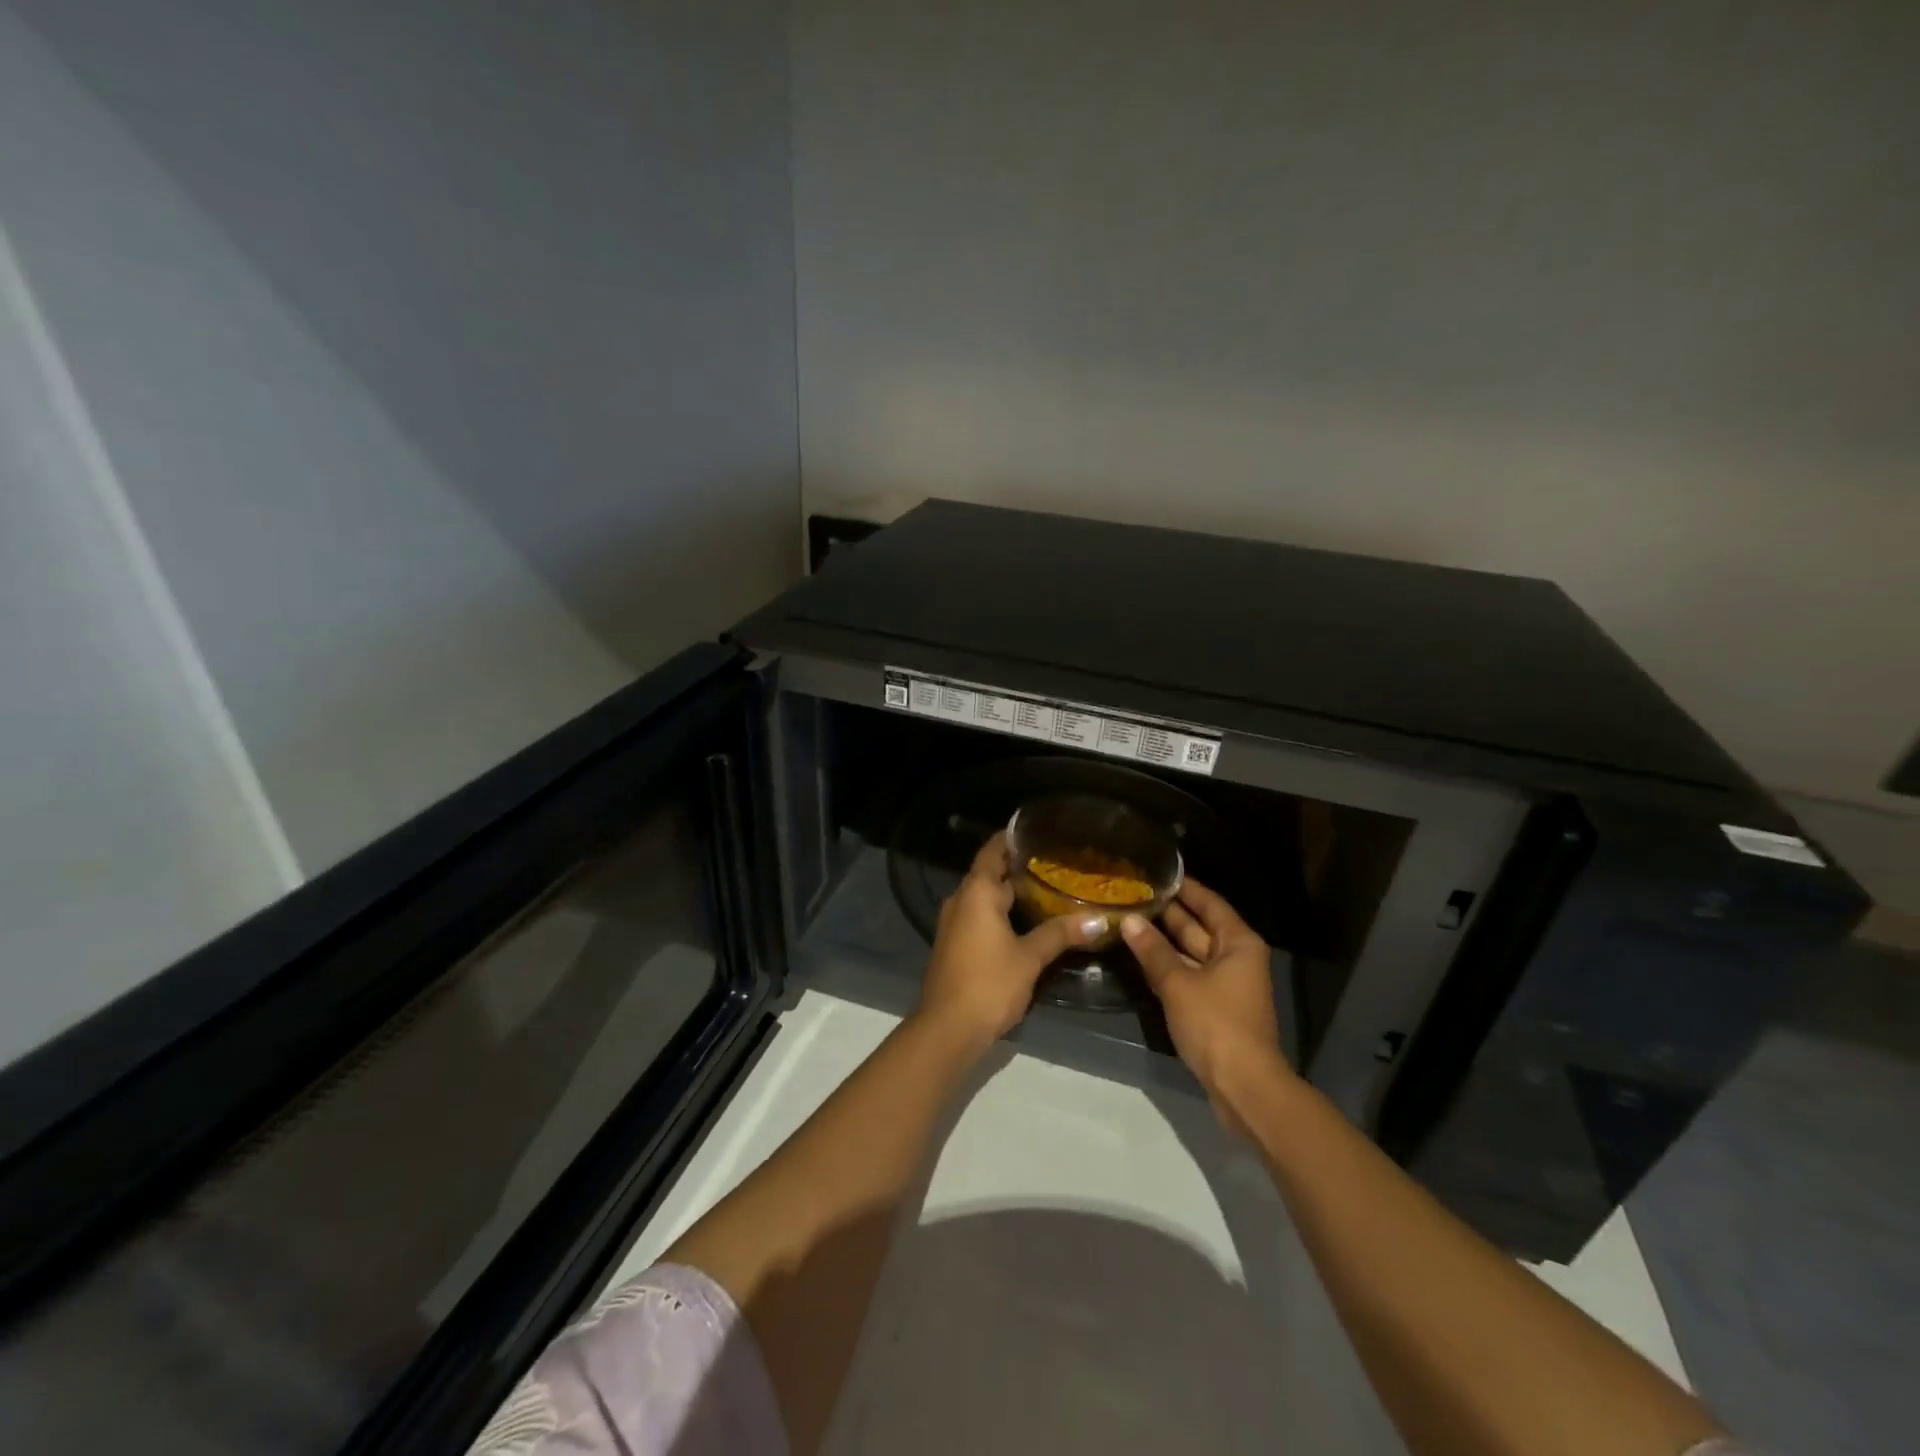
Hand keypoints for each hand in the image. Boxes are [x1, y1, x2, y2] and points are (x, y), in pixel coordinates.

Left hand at [918, 834, 1105, 1049]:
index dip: (1009, 839)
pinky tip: (1026, 921)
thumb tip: (1098, 919)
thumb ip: (1060, 934)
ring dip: (1010, 892)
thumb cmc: (988, 983)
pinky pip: (980, 916)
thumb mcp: (1029, 957)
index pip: (992, 852)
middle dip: (1018, 867)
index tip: (1034, 830)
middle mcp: (961, 901)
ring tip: (1047, 888)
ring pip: (985, 898)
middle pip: (989, 874)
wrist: (947, 1028)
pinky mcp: (956, 945)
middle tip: (1054, 862)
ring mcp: (955, 924)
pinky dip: (1001, 912)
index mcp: (976, 893)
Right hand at [1121, 879, 1292, 1112]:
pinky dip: (1167, 966)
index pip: (1209, 903)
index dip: (1184, 887)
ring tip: (1129, 921)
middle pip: (1200, 927)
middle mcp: (1236, 957)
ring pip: (1191, 953)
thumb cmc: (1216, 1024)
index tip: (1157, 872)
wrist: (1243, 1086)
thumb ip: (1152, 950)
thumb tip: (1129, 920)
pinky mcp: (1215, 1008)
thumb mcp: (1178, 982)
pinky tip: (1140, 957)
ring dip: (1163, 941)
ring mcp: (1226, 984)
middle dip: (1168, 913)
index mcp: (1238, 943)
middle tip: (1133, 894)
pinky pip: (1189, 975)